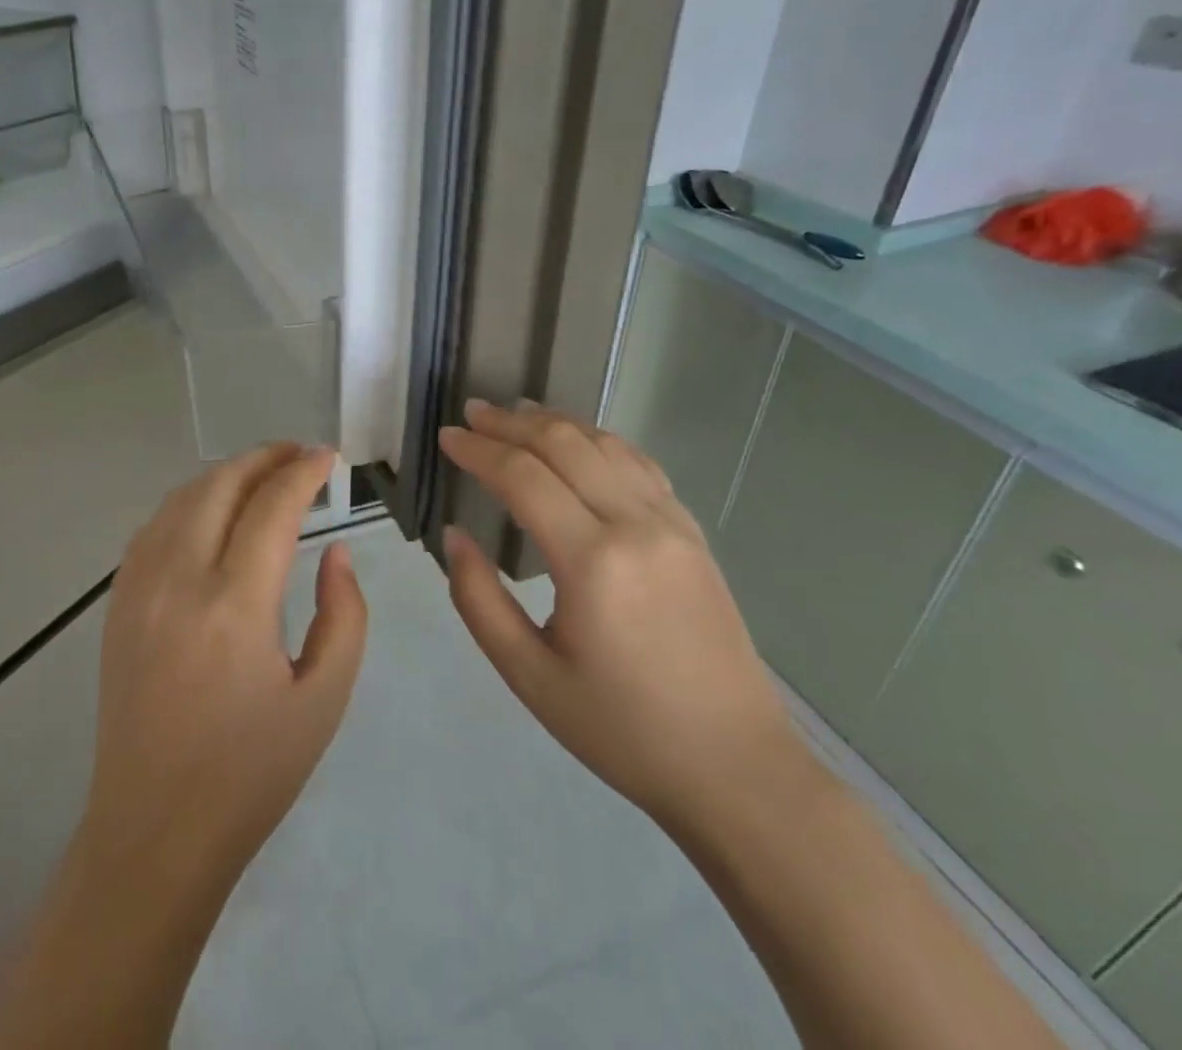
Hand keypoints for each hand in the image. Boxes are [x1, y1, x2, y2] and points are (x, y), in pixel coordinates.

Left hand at [81, 444, 366, 897]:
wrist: (154, 830)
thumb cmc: (250, 773)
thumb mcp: (323, 700)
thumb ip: (343, 616)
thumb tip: (335, 553)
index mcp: (235, 606)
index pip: (272, 507)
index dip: (303, 472)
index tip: (328, 457)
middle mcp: (179, 581)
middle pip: (221, 485)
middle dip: (265, 457)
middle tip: (299, 454)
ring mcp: (139, 588)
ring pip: (182, 498)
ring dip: (225, 474)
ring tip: (262, 474)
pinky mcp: (118, 603)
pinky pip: (153, 527)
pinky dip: (188, 501)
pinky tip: (210, 511)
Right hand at [438, 401, 802, 830]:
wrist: (735, 767)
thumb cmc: (621, 729)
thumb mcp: (528, 675)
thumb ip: (478, 599)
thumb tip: (455, 536)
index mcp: (592, 562)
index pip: (523, 476)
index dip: (479, 450)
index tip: (446, 438)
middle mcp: (636, 525)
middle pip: (565, 444)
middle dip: (511, 422)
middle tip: (472, 413)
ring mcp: (672, 524)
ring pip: (606, 445)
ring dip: (555, 422)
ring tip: (516, 413)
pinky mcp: (693, 534)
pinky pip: (640, 465)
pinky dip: (599, 441)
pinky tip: (580, 443)